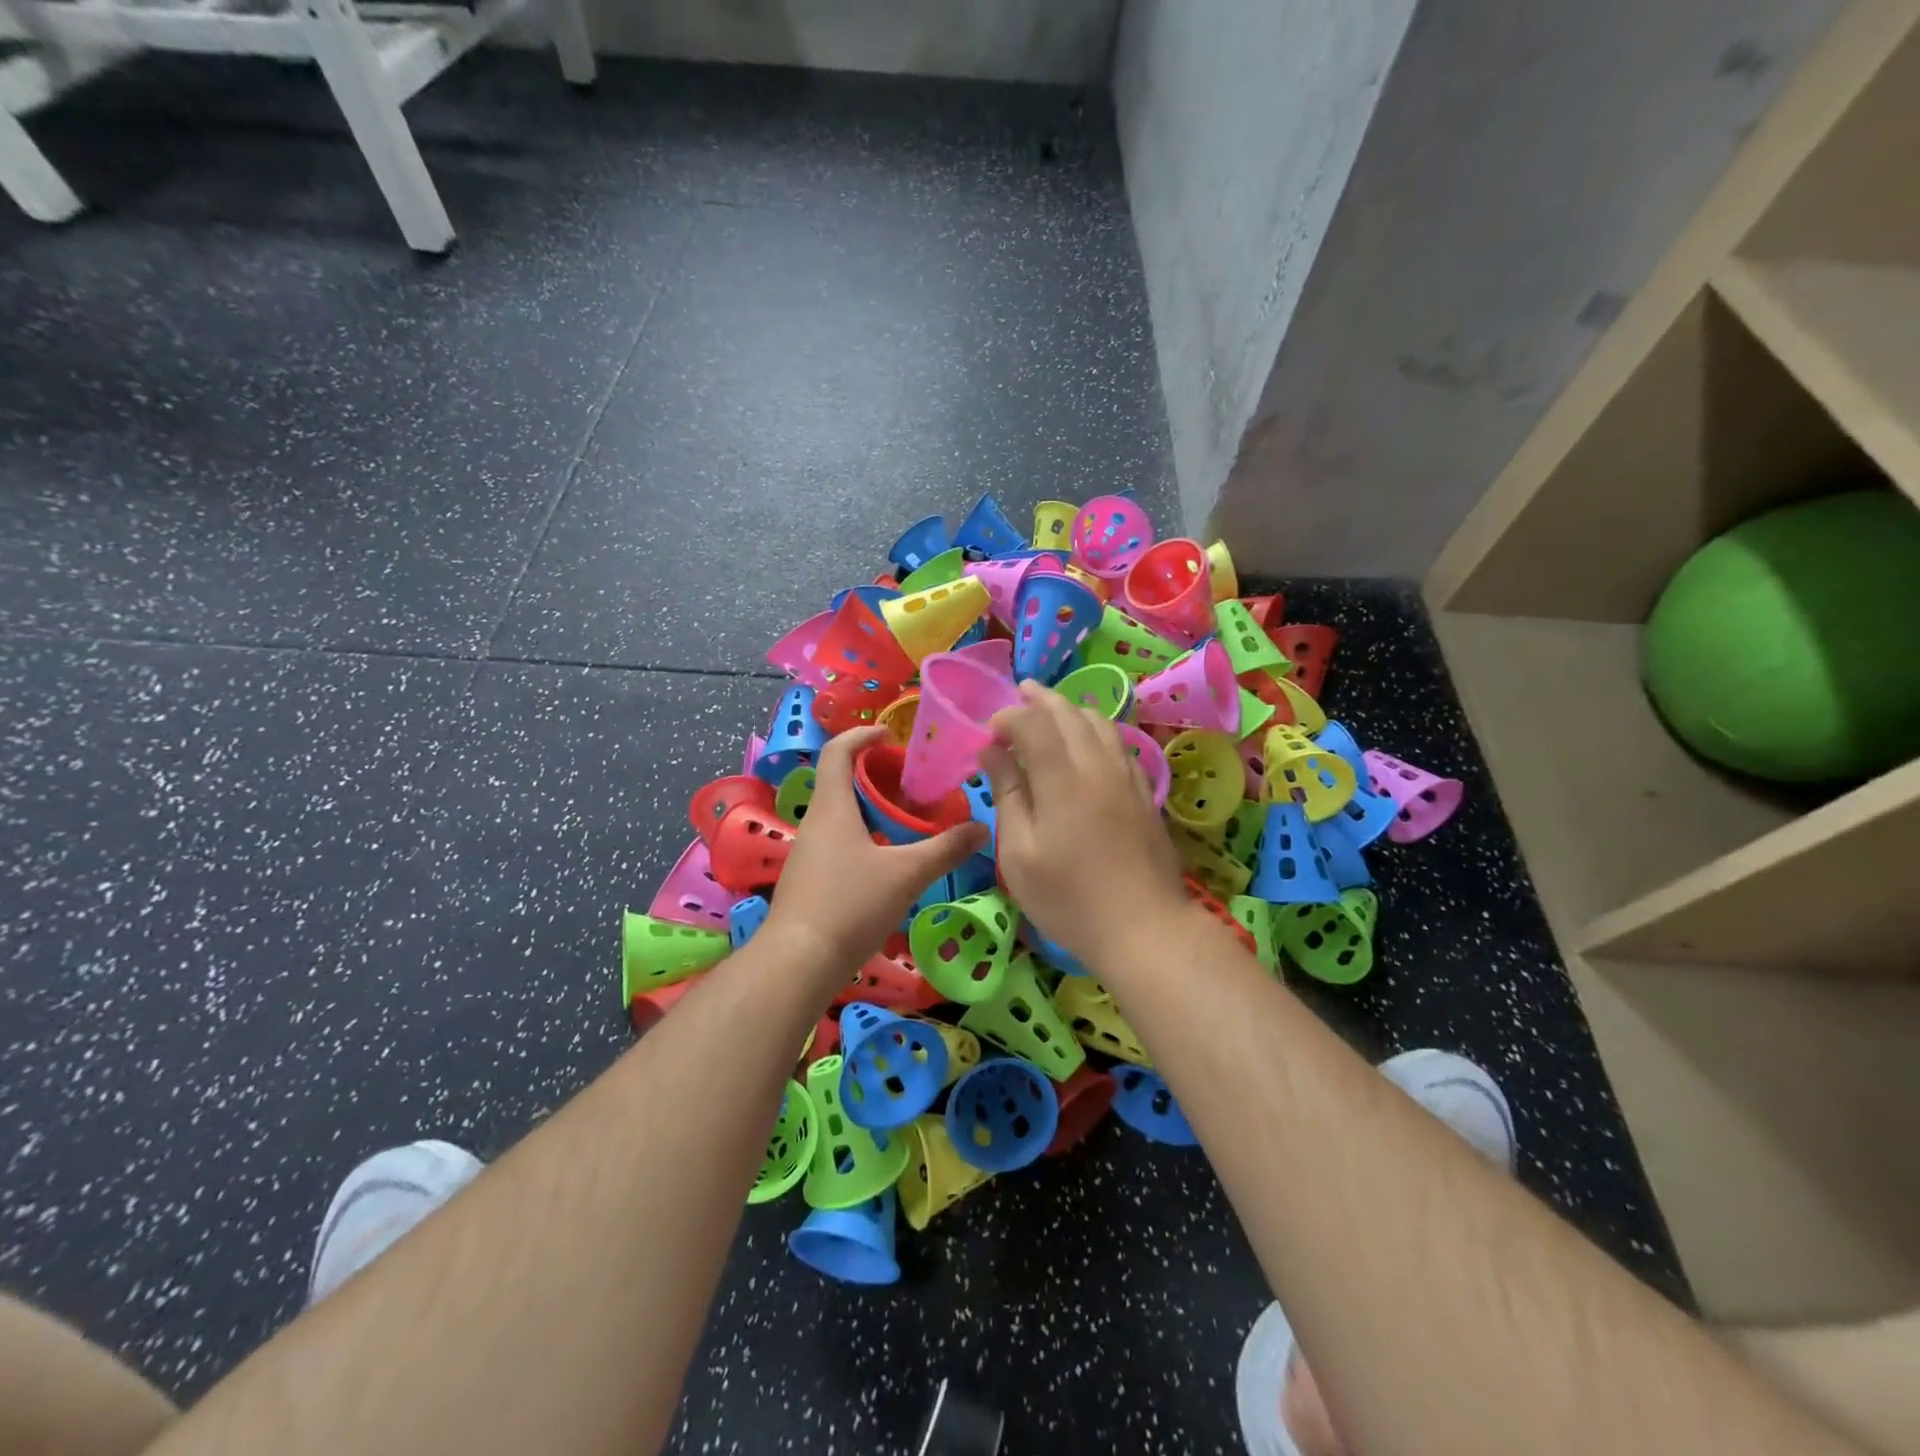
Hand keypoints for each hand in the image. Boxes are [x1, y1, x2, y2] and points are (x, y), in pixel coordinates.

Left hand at [761, 726, 988, 975]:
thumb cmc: (850, 905)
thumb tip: (983, 828)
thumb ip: (946, 849)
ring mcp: (807, 854)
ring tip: (905, 821)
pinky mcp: (808, 881)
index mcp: (832, 808)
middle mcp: (814, 823)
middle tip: (911, 784)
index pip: (838, 752)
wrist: (798, 962)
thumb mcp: (907, 874)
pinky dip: (862, 837)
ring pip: (839, 816)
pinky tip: (886, 861)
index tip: (889, 734)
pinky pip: (836, 843)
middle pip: (839, 783)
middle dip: (874, 776)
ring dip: (869, 809)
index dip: (861, 735)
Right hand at [982, 681, 1187, 967]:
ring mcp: (1127, 776)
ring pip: (1100, 722)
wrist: (1144, 927)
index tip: (989, 734)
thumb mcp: (1019, 852)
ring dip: (1072, 709)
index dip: (1008, 718)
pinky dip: (1097, 730)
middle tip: (1019, 694)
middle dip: (1040, 699)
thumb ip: (1007, 794)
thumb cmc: (1069, 898)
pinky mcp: (1144, 792)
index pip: (1032, 723)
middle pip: (1070, 712)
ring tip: (1052, 711)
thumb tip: (991, 751)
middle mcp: (1097, 764)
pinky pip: (1119, 743)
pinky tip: (1089, 743)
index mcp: (1062, 777)